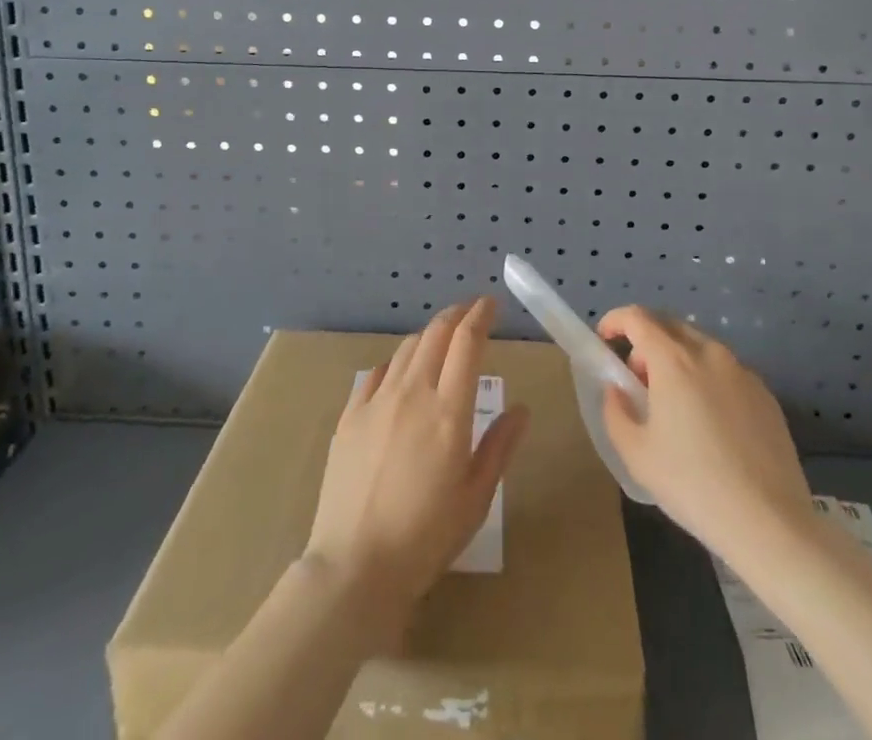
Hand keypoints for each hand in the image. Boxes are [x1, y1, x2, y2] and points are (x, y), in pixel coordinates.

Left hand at [304, 298, 528, 635]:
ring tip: (441, 339)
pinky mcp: (350, 415)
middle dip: (456, 315)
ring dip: (429, 334)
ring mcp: (377, 400)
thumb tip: (521, 409)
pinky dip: (397, 361)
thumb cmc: (425, 537)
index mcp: (449, 410)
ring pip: (407, 348)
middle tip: (471, 312)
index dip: (481, 316)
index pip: (467, 343)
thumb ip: (499, 447)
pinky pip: (377, 371)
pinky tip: (401, 371)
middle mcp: (413, 392)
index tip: (492, 304)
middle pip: (436, 334)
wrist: (354, 566)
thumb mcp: (475, 498)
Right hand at [598, 305, 813, 561]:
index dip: (616, 321)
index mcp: (674, 360)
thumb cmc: (693, 485)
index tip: (604, 339)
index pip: (637, 317)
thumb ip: (616, 411)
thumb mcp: (636, 454)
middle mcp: (709, 353)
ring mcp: (742, 371)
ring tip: (674, 405)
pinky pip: (726, 371)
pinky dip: (706, 379)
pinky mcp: (766, 394)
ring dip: (678, 360)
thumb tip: (617, 389)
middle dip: (646, 342)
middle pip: (670, 326)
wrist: (769, 523)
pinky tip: (710, 424)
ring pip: (700, 347)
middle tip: (638, 380)